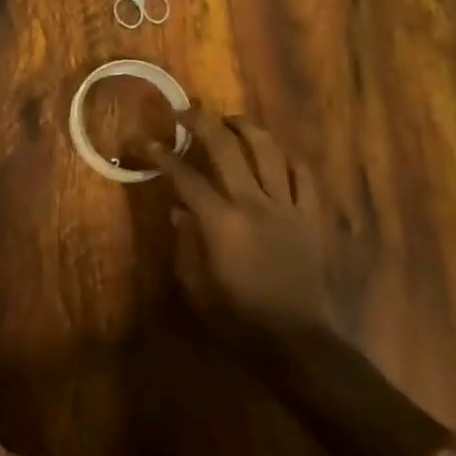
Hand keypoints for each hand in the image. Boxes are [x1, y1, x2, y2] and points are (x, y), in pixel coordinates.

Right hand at [141, 108, 326, 341]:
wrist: (299, 344)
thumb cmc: (240, 319)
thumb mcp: (197, 287)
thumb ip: (186, 244)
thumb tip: (179, 211)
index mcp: (220, 222)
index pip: (184, 176)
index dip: (160, 155)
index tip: (144, 140)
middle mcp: (253, 203)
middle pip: (225, 147)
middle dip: (201, 122)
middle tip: (185, 111)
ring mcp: (287, 207)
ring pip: (268, 150)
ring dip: (246, 128)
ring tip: (230, 119)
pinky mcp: (312, 217)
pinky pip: (304, 175)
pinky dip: (288, 158)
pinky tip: (276, 153)